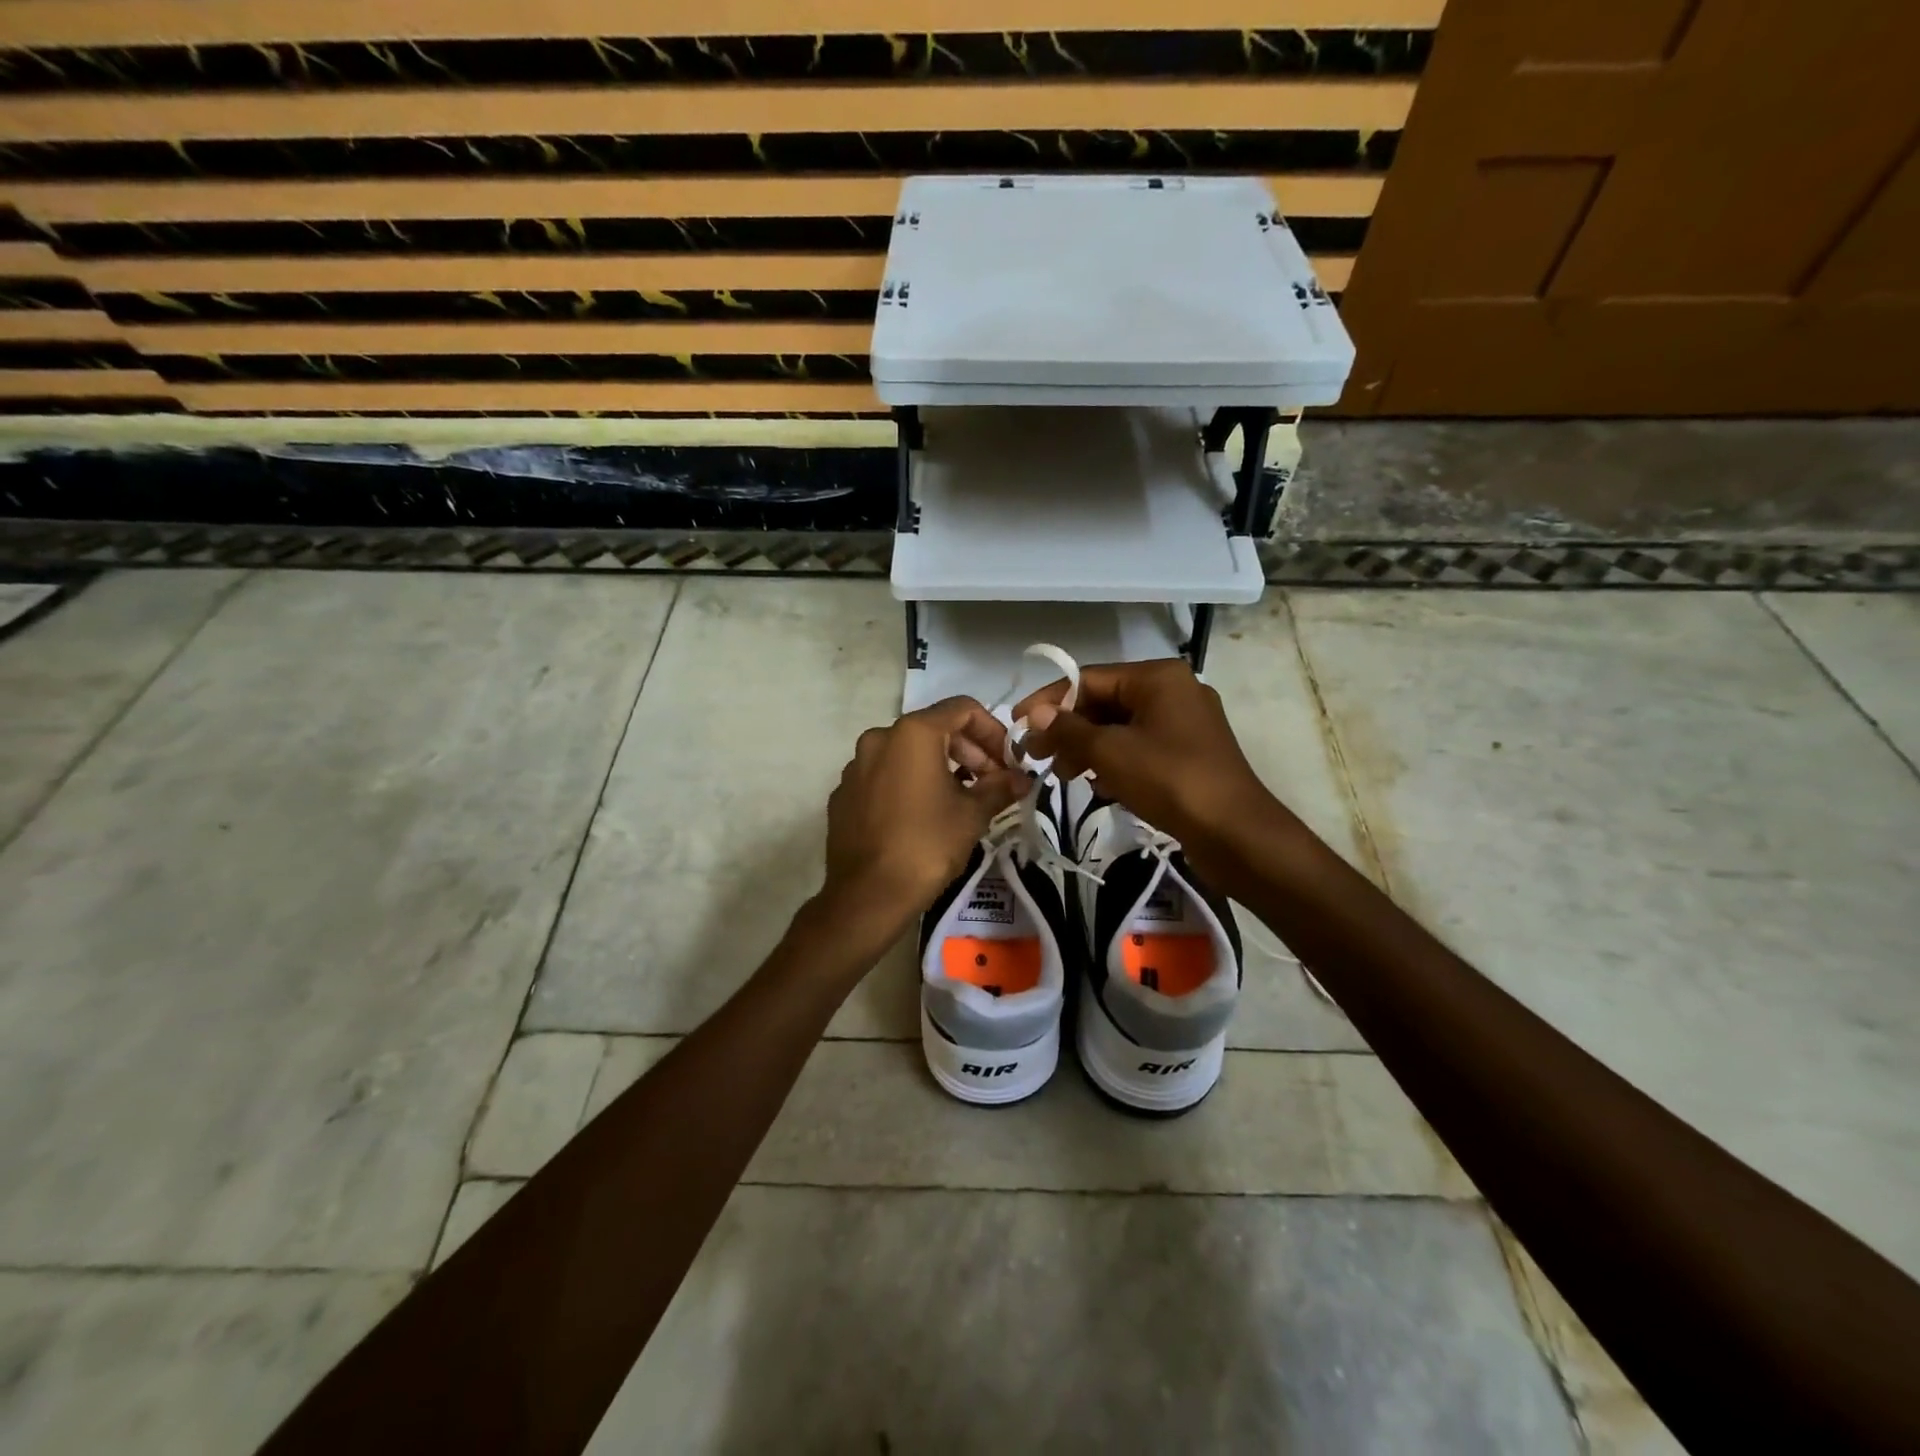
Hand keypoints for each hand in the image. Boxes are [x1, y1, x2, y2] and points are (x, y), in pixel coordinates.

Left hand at [822, 697, 1029, 936]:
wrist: (868, 895)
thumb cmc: (927, 846)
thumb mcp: (972, 815)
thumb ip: (999, 787)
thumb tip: (1022, 779)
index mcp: (912, 733)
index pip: (962, 709)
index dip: (993, 730)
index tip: (1008, 761)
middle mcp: (879, 738)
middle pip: (934, 728)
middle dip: (968, 750)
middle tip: (991, 781)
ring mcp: (855, 766)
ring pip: (907, 752)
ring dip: (939, 766)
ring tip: (961, 798)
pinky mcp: (843, 794)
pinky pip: (884, 776)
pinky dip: (908, 783)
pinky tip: (923, 815)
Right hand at [1015, 659, 1285, 877]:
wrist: (1235, 833)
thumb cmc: (1170, 781)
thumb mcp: (1111, 753)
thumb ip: (1069, 729)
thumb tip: (1036, 714)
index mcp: (1158, 677)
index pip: (1089, 678)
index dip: (1049, 701)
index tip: (1018, 724)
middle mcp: (1173, 690)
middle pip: (1105, 701)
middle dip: (1069, 729)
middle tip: (1037, 756)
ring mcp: (1184, 722)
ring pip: (1120, 727)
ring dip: (1087, 748)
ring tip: (1063, 776)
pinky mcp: (1188, 752)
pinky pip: (1139, 746)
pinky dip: (1114, 761)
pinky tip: (1098, 786)